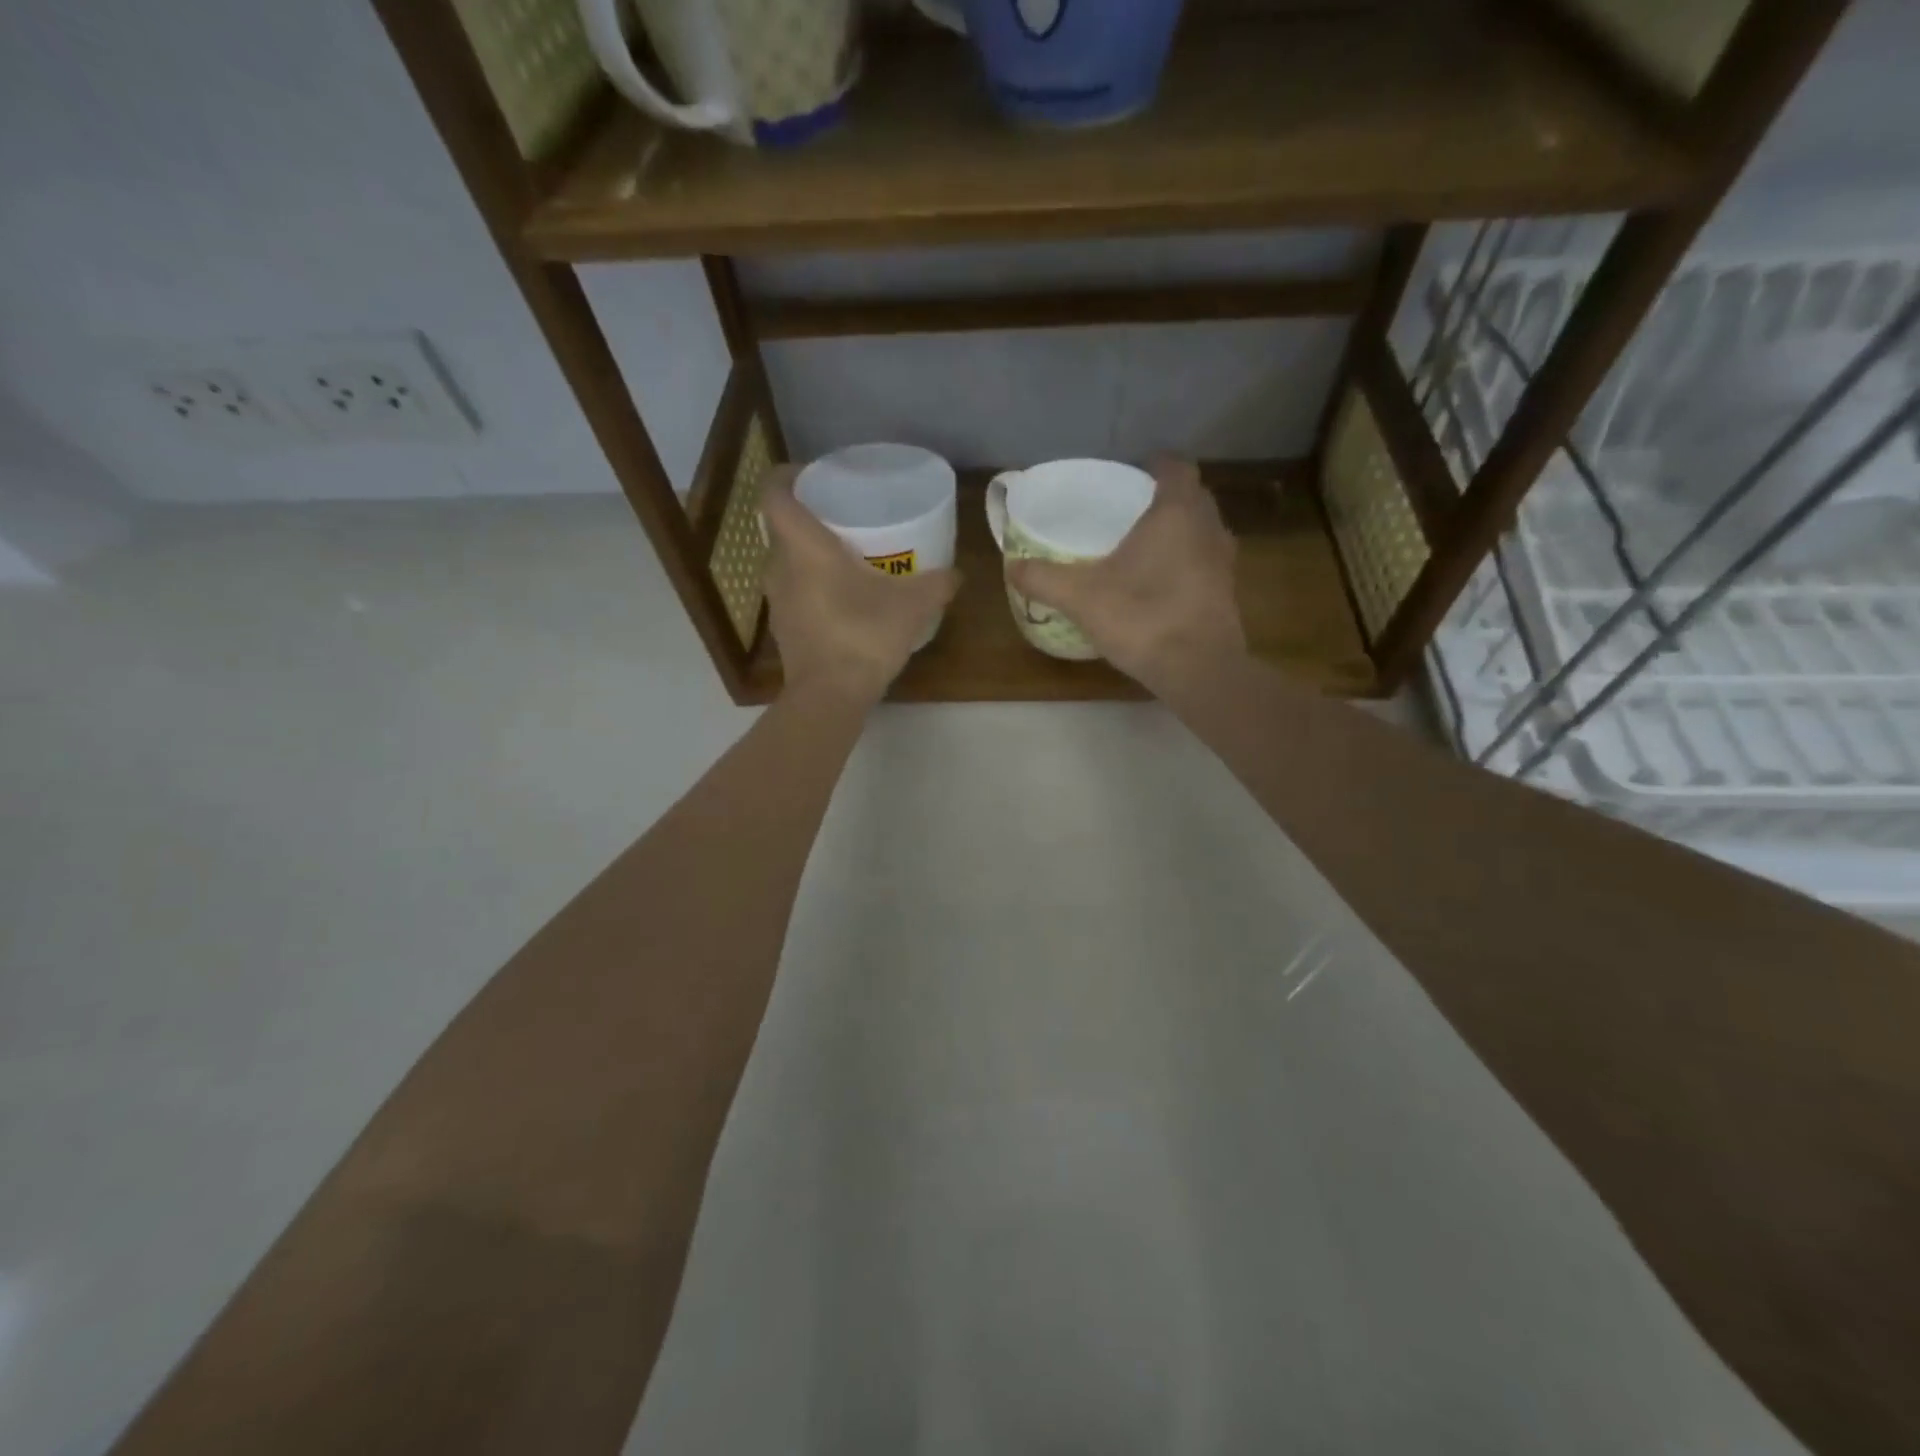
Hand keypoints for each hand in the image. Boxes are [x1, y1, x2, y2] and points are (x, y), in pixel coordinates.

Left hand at [761, 466, 959, 704]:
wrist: (829, 697)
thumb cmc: (863, 636)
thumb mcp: (913, 607)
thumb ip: (937, 584)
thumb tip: (956, 574)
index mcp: (804, 547)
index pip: (775, 494)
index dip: (788, 476)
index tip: (812, 475)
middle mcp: (780, 567)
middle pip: (783, 527)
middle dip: (810, 517)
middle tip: (845, 516)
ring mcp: (777, 600)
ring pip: (788, 561)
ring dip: (811, 554)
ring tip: (848, 555)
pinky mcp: (784, 628)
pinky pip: (795, 591)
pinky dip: (813, 585)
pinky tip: (844, 598)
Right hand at [1008, 458, 1244, 691]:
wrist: (1198, 669)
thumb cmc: (1142, 617)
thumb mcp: (1081, 597)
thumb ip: (1044, 578)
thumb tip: (1012, 566)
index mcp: (1176, 512)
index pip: (1176, 468)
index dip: (1158, 464)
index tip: (1136, 470)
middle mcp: (1208, 527)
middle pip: (1193, 497)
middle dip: (1168, 497)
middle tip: (1133, 508)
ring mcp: (1223, 562)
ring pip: (1203, 530)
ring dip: (1181, 531)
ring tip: (1147, 545)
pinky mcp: (1227, 593)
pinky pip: (1206, 563)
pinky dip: (1188, 563)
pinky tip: (1161, 584)